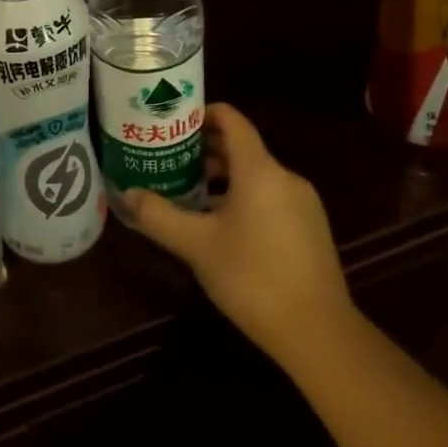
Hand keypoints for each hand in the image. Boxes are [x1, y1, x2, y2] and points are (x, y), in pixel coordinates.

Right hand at [126, 103, 358, 377]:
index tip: (173, 123)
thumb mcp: (196, 245)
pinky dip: (243, 197)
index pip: (231, 119)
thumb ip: (159, 215)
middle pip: (241, 147)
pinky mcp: (310, 228)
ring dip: (222, 178)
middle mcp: (285, 177)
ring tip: (189, 194)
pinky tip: (222, 227)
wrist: (319, 333)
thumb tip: (128, 194)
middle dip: (204, 150)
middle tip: (169, 160)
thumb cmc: (253, 277)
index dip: (202, 114)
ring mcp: (302, 203)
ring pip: (255, 175)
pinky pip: (270, 197)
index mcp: (259, 170)